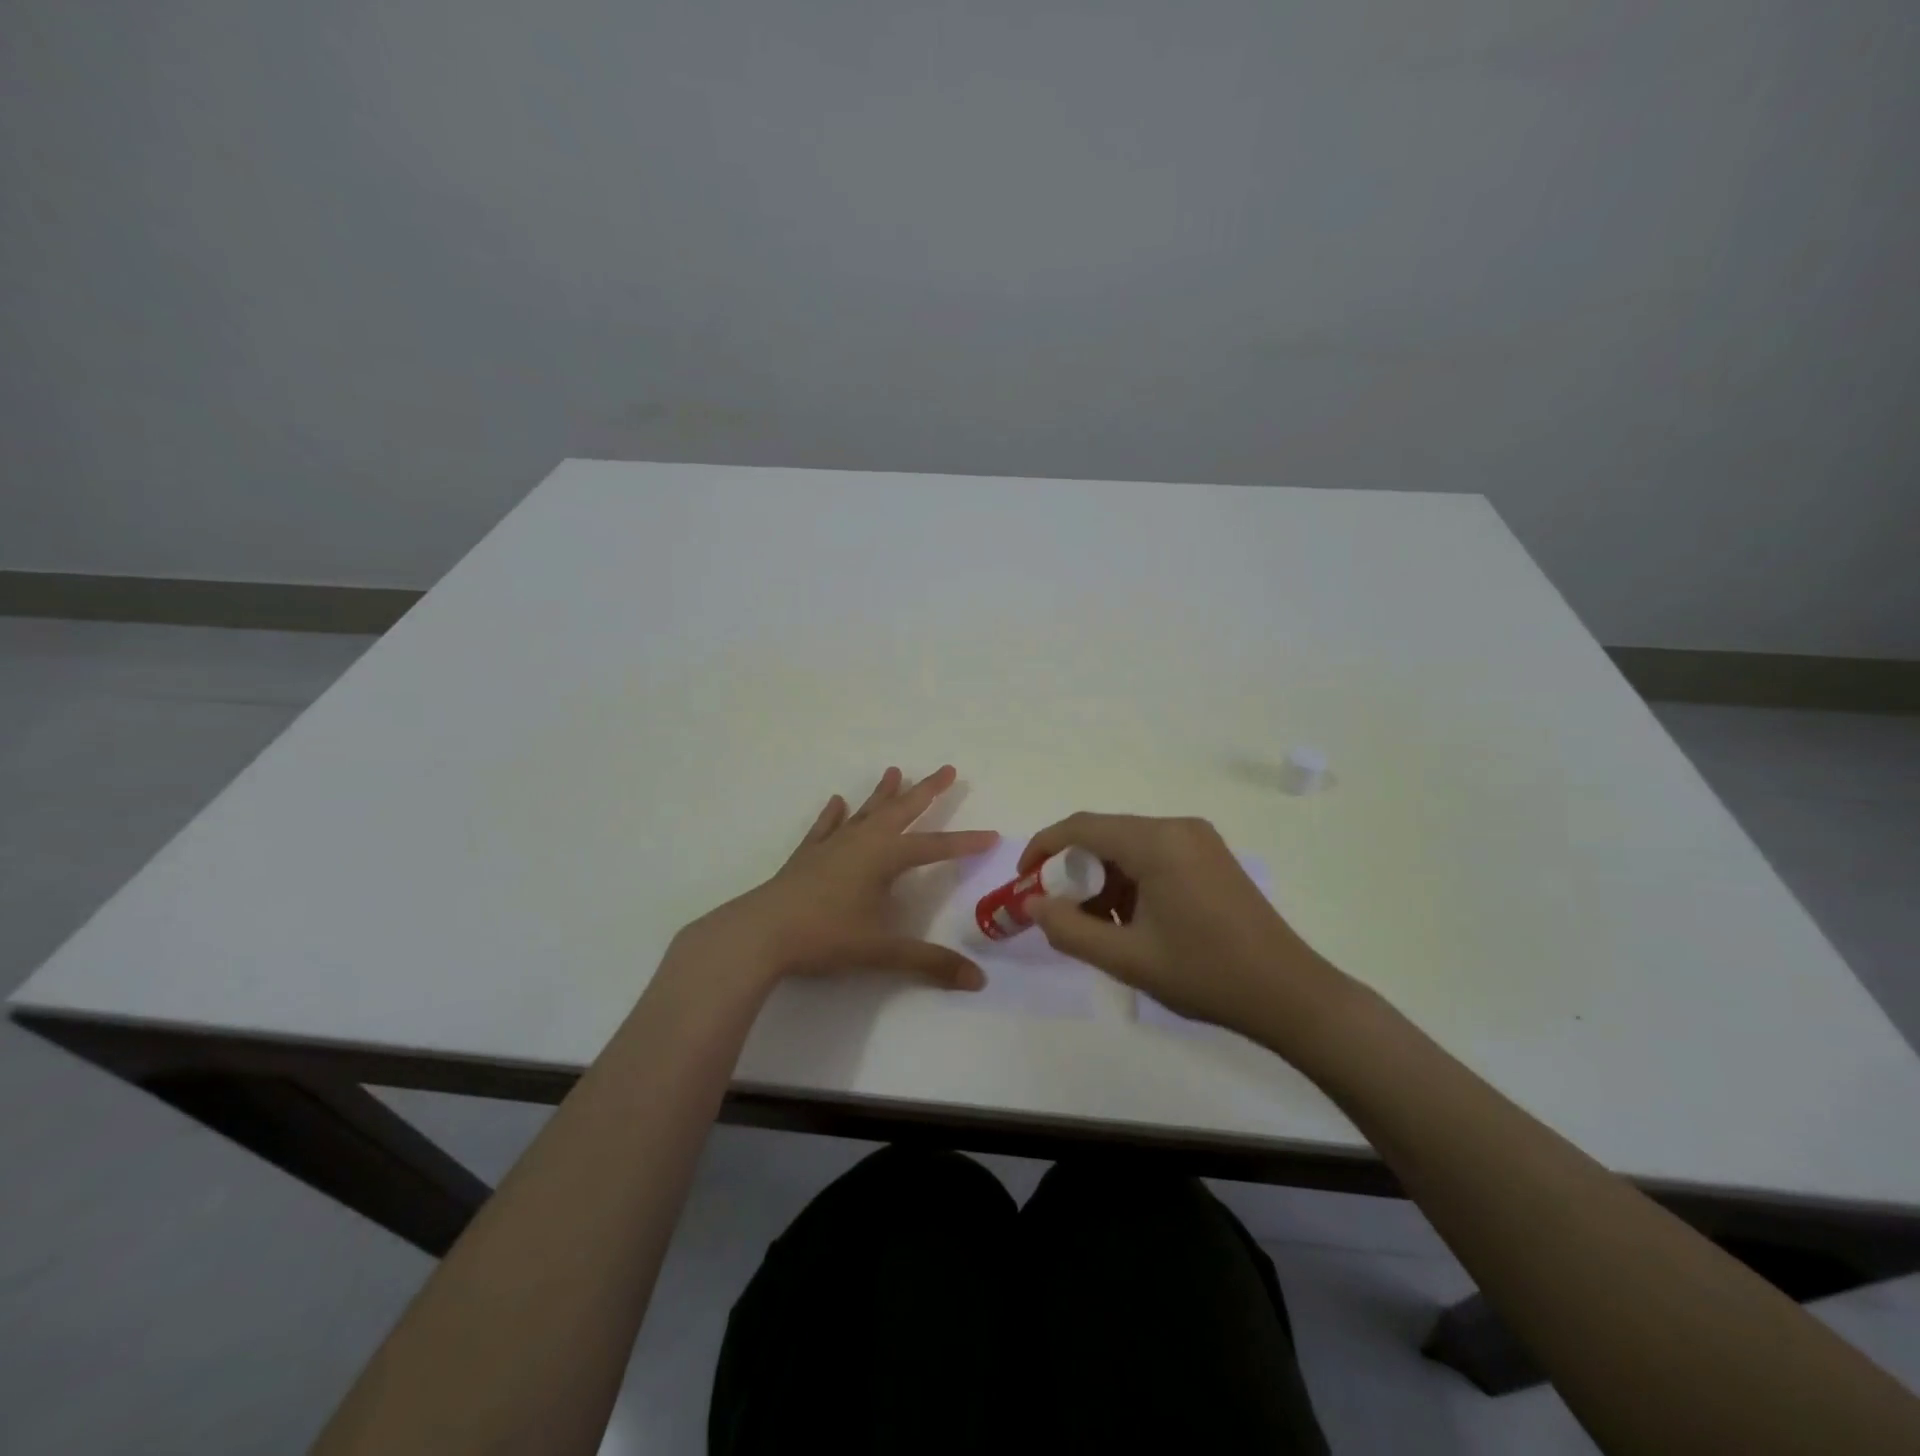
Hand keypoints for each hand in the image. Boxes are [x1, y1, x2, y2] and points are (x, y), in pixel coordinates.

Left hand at [675, 765, 998, 993]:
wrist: (761, 934)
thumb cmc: (826, 937)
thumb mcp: (882, 951)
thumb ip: (930, 963)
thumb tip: (979, 981)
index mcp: (884, 858)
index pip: (934, 847)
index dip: (965, 843)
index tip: (991, 835)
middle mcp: (861, 842)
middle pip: (901, 811)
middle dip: (927, 791)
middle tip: (947, 769)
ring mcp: (832, 845)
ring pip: (865, 812)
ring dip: (882, 793)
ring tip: (895, 770)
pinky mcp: (806, 856)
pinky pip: (825, 827)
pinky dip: (834, 814)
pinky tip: (838, 802)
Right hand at [1020, 813, 1340, 1033]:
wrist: (1290, 994)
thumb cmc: (1206, 974)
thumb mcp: (1127, 959)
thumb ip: (1070, 929)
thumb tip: (1033, 904)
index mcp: (1157, 842)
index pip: (1081, 827)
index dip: (1044, 849)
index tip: (1024, 882)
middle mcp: (1178, 827)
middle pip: (1106, 835)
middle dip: (1074, 870)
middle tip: (1060, 912)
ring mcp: (1199, 840)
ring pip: (1129, 847)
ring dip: (1104, 880)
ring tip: (1099, 927)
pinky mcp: (1211, 857)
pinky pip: (1155, 856)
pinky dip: (1131, 881)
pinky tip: (1133, 921)